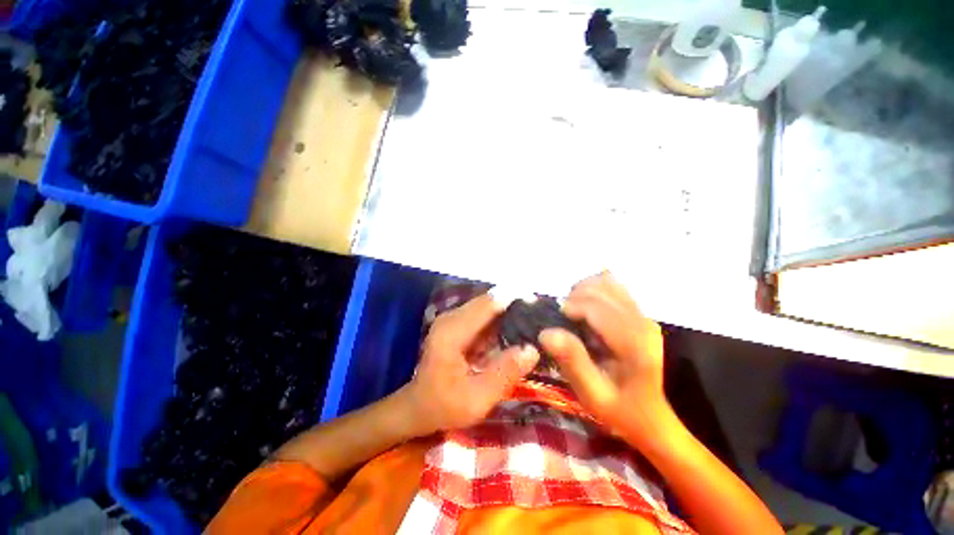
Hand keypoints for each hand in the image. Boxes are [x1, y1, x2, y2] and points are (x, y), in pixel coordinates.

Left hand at [406, 294, 539, 434]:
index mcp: (452, 331)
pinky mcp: (457, 325)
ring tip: (533, 321)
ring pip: (487, 307)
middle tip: (540, 315)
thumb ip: (505, 373)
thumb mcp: (477, 399)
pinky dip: (500, 321)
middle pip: (489, 301)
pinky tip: (517, 330)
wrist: (418, 408)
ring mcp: (453, 320)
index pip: (488, 304)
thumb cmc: (444, 406)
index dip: (514, 300)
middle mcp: (451, 318)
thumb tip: (532, 349)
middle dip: (514, 305)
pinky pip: (483, 317)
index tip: (538, 304)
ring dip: (509, 312)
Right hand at [539, 272, 670, 446]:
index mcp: (633, 342)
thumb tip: (546, 332)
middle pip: (599, 289)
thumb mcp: (591, 394)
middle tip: (562, 320)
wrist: (650, 416)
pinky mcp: (640, 314)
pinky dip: (593, 290)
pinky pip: (613, 286)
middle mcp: (642, 321)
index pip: (594, 306)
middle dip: (573, 298)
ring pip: (606, 282)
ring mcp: (643, 315)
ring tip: (573, 313)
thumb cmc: (619, 409)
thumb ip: (571, 361)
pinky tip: (586, 308)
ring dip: (582, 291)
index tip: (555, 322)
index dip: (569, 308)